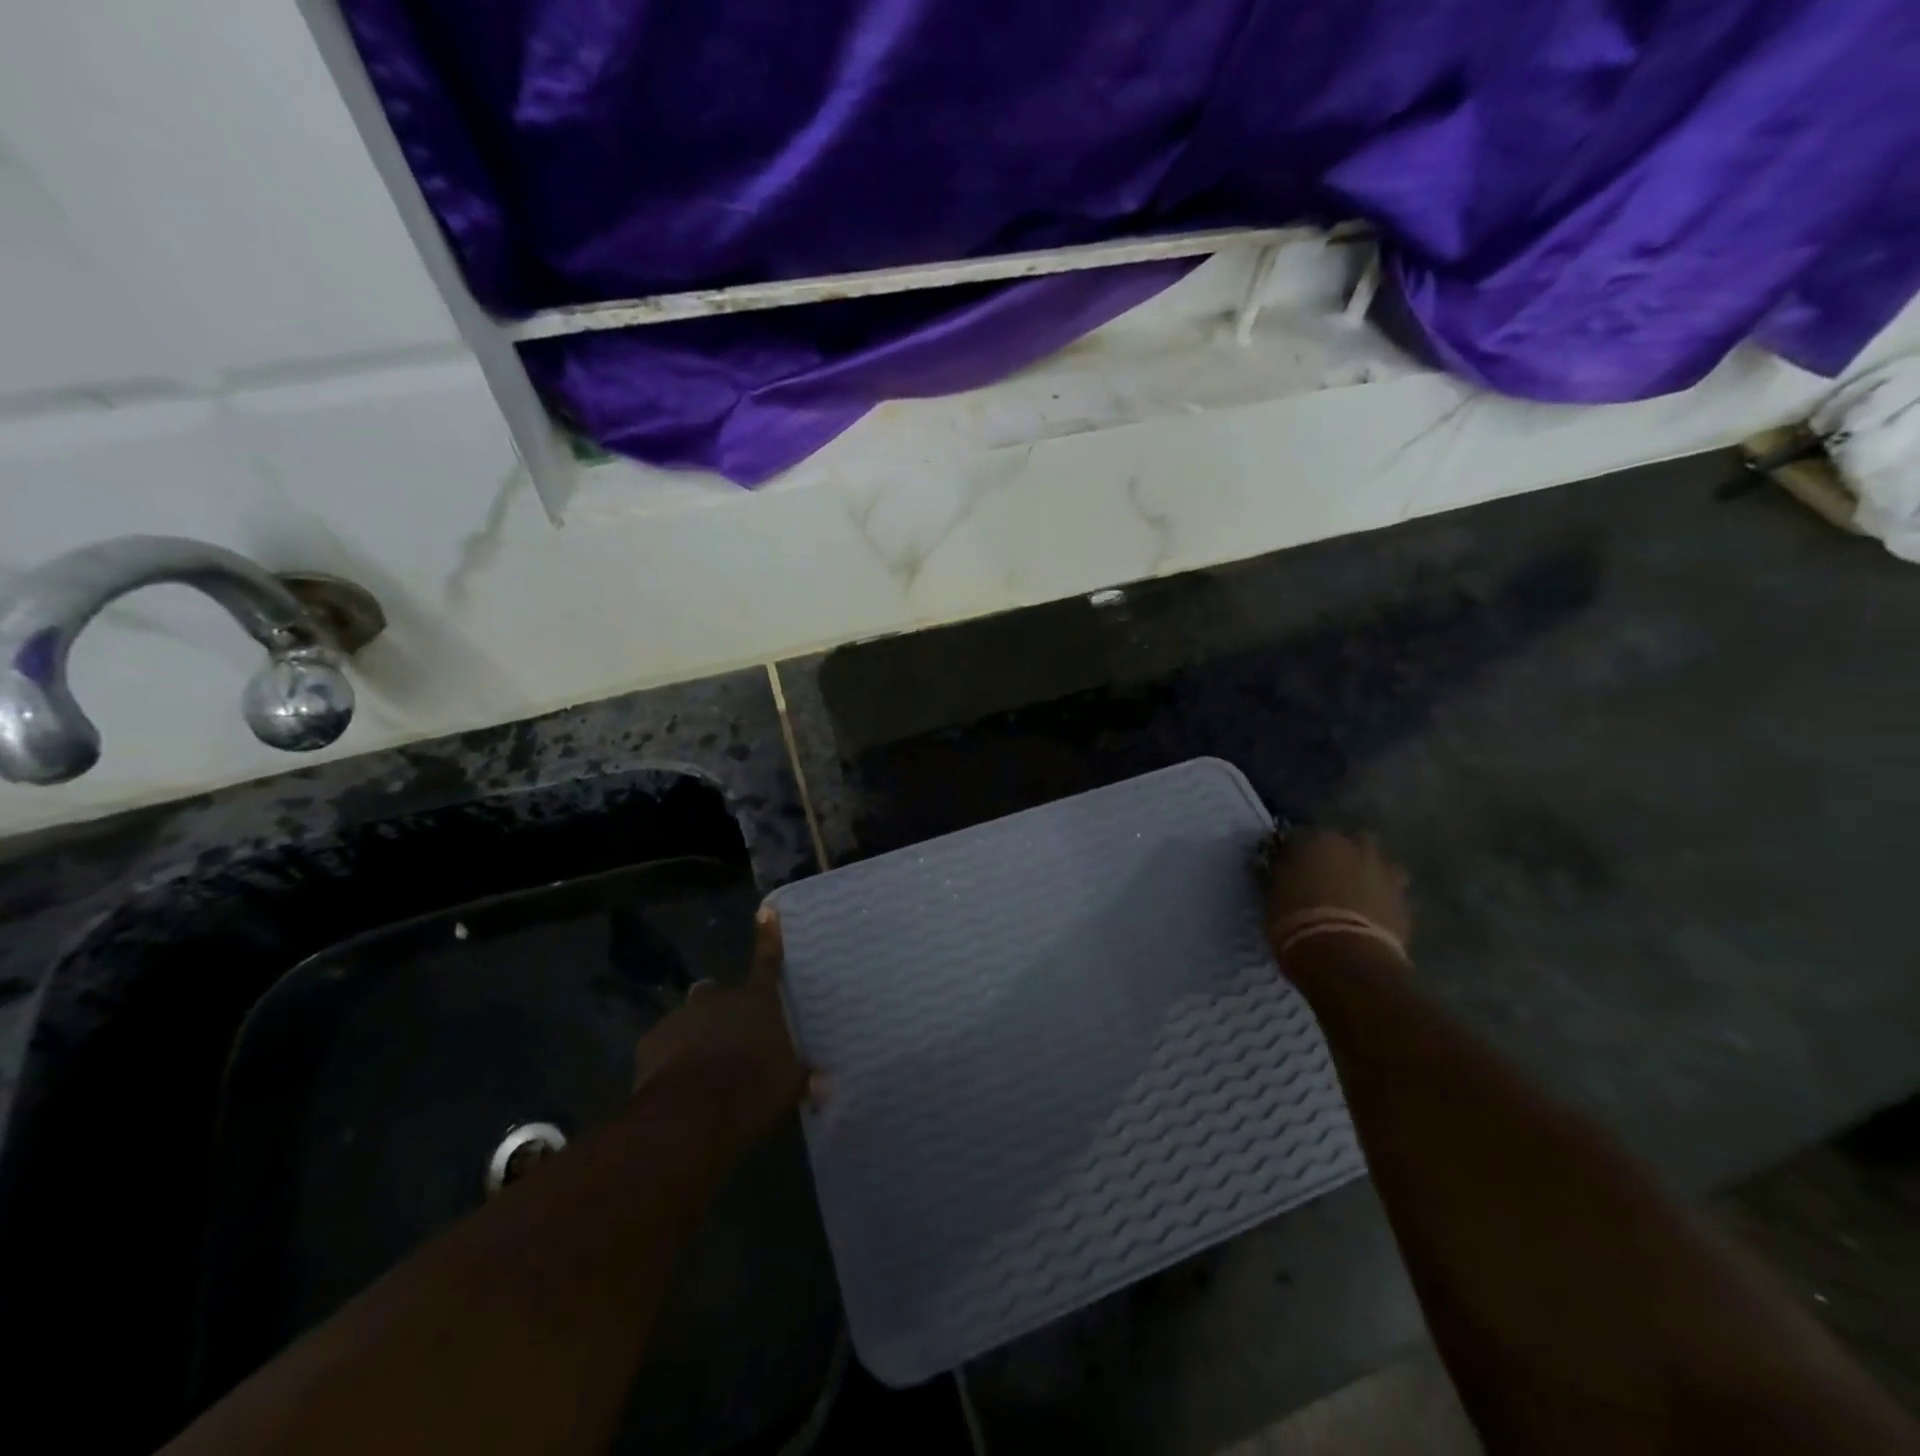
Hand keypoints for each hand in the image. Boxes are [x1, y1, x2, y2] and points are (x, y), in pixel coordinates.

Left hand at [632, 905, 811, 1146]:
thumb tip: (822, 1081)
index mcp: (758, 999)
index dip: (768, 935)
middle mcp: (719, 998)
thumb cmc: (752, 1088)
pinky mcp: (651, 1041)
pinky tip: (677, 1082)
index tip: (766, 910)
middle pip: (718, 993)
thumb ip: (802, 1075)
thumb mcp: (789, 1085)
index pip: (768, 960)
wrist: (691, 1114)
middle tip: (728, 1037)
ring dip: (695, 1034)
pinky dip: (670, 1057)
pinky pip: (664, 1044)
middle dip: (721, 1009)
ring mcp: (681, 1016)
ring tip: (700, 1067)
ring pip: (689, 1017)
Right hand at [1265, 829, 1411, 951]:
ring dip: (1366, 872)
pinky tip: (1370, 915)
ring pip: (1376, 863)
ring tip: (1353, 895)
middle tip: (1325, 876)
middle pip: (1348, 841)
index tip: (1288, 867)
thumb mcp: (1274, 896)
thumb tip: (1284, 868)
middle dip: (1339, 854)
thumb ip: (1283, 875)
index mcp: (1317, 841)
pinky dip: (1381, 898)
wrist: (1346, 958)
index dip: (1294, 853)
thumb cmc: (1298, 922)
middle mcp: (1354, 847)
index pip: (1299, 837)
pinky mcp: (1405, 900)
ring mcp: (1385, 872)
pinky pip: (1391, 892)